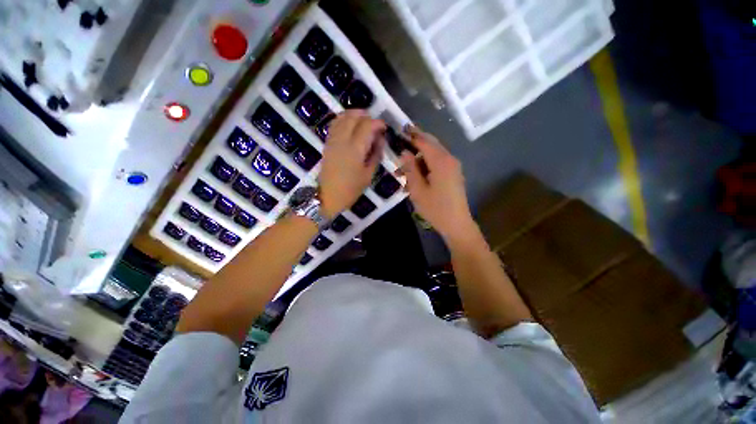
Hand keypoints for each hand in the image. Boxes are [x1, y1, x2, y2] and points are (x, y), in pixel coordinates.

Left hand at [319, 110, 385, 217]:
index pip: (367, 126)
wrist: (328, 196)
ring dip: (354, 115)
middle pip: (353, 117)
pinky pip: (334, 124)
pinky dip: (343, 120)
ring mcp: (333, 140)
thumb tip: (380, 139)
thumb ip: (376, 155)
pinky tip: (350, 125)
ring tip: (363, 121)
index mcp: (355, 149)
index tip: (384, 128)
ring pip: (342, 117)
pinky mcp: (327, 143)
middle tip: (374, 124)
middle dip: (366, 115)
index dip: (378, 123)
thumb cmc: (351, 189)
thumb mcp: (368, 175)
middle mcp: (342, 140)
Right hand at [400, 126, 474, 240]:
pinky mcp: (453, 174)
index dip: (411, 135)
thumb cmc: (435, 208)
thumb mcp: (417, 189)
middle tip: (398, 149)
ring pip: (432, 155)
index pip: (424, 141)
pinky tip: (414, 178)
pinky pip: (437, 164)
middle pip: (430, 145)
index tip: (399, 130)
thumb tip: (404, 152)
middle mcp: (449, 159)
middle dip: (414, 146)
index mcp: (441, 161)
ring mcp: (453, 167)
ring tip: (402, 173)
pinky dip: (425, 167)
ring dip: (417, 160)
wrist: (456, 224)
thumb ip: (410, 169)